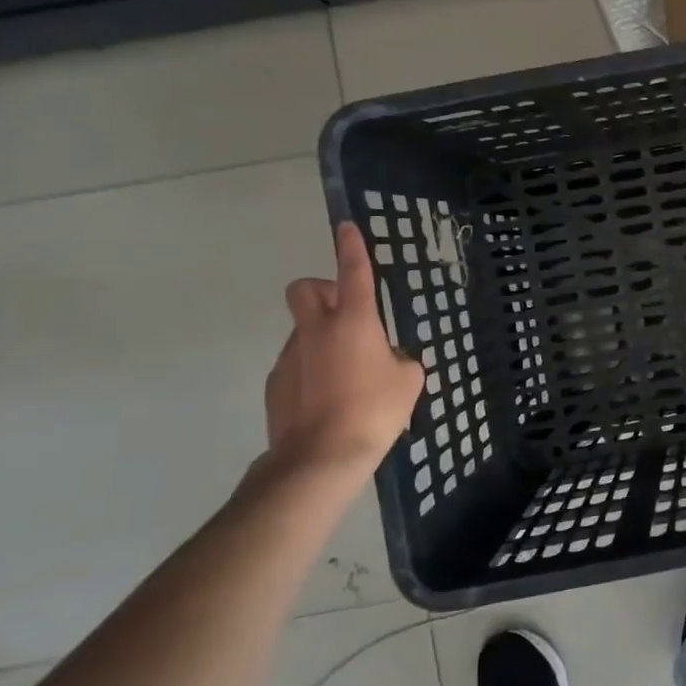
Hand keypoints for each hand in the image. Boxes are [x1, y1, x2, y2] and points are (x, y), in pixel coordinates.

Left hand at [261, 222, 424, 481]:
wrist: (320, 458)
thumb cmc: (375, 411)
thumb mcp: (408, 380)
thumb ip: (398, 359)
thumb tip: (386, 359)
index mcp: (354, 322)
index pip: (352, 271)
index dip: (351, 246)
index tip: (346, 227)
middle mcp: (317, 330)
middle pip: (305, 288)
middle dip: (322, 288)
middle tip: (346, 311)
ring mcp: (291, 356)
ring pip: (305, 329)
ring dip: (324, 337)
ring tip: (349, 375)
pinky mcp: (276, 383)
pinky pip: (299, 362)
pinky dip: (314, 369)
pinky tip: (330, 399)